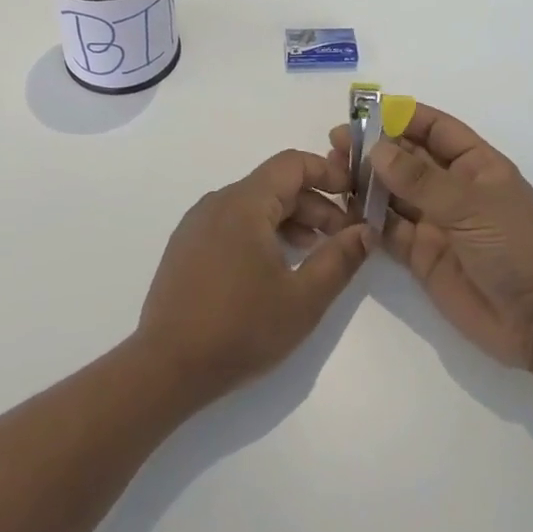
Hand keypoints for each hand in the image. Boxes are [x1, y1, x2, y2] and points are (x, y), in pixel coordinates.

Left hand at [134, 150, 370, 403]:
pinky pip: (232, 224)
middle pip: (275, 185)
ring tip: (315, 255)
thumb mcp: (303, 298)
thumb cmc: (240, 329)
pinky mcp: (186, 247)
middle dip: (315, 205)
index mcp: (244, 203)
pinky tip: (274, 269)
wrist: (166, 367)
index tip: (356, 197)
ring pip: (254, 206)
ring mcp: (197, 224)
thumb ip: (340, 259)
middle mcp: (218, 202)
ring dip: (290, 221)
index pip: (292, 164)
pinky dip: (262, 233)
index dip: (329, 173)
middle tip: (344, 238)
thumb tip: (367, 230)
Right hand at [330, 104, 532, 371]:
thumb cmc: (517, 248)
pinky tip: (343, 208)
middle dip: (374, 148)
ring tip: (332, 171)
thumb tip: (376, 149)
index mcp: (476, 165)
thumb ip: (420, 180)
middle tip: (336, 143)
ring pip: (393, 193)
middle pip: (408, 159)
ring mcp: (437, 222)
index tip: (365, 111)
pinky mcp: (422, 256)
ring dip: (366, 181)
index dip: (403, 117)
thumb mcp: (471, 205)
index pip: (436, 129)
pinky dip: (367, 219)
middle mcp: (453, 189)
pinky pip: (389, 230)